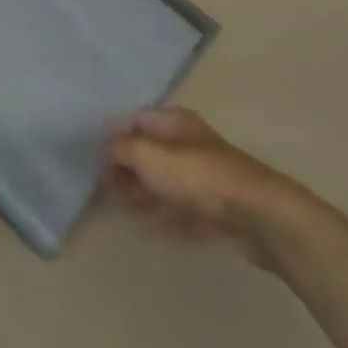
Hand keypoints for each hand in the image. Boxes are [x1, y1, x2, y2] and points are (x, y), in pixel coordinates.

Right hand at [104, 108, 301, 261]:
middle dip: (123, 168)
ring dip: (139, 193)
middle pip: (147, 151)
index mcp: (173, 122)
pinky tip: (145, 226)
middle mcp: (186, 142)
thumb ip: (123, 149)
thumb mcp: (151, 157)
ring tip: (114, 209)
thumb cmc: (199, 177)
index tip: (90, 161)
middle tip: (98, 191)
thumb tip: (104, 147)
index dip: (112, 138)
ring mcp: (200, 175)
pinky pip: (177, 207)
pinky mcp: (211, 206)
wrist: (256, 215)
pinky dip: (160, 214)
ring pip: (161, 181)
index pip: (134, 121)